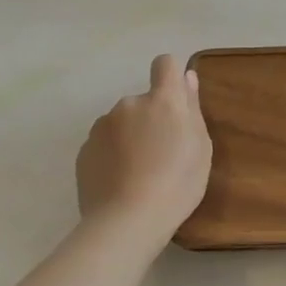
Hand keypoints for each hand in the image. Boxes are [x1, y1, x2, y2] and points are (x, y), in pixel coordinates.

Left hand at [76, 54, 213, 243]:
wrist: (127, 221)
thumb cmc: (178, 182)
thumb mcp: (201, 146)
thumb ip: (192, 107)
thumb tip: (187, 77)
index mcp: (163, 100)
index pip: (165, 64)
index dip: (171, 76)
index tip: (177, 102)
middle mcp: (129, 104)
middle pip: (144, 100)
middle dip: (152, 117)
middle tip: (163, 152)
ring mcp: (102, 127)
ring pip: (122, 122)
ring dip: (131, 135)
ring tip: (139, 171)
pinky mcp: (84, 150)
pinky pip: (104, 143)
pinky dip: (113, 154)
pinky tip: (121, 181)